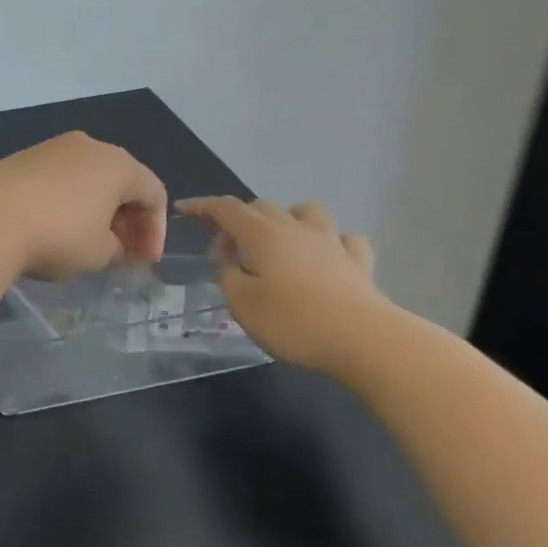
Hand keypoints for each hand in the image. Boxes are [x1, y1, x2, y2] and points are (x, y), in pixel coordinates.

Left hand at [0, 132, 167, 279]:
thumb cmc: (57, 234)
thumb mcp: (98, 253)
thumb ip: (116, 249)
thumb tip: (111, 243)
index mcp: (118, 164)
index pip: (153, 193)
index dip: (155, 231)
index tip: (144, 262)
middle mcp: (88, 146)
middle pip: (121, 181)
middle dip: (127, 220)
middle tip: (122, 254)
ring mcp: (52, 148)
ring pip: (88, 179)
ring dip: (97, 211)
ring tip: (89, 245)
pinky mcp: (23, 158)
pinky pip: (60, 180)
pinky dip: (68, 203)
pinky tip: (56, 229)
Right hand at [177, 196, 392, 371]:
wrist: (364, 340)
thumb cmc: (292, 322)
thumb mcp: (241, 303)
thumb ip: (228, 275)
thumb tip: (231, 260)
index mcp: (260, 235)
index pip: (225, 209)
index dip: (202, 206)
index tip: (183, 208)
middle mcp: (294, 228)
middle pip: (261, 206)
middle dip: (238, 219)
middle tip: (227, 250)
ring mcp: (330, 242)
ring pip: (306, 211)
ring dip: (287, 218)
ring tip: (279, 241)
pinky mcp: (358, 263)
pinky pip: (344, 239)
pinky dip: (330, 242)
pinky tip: (326, 257)